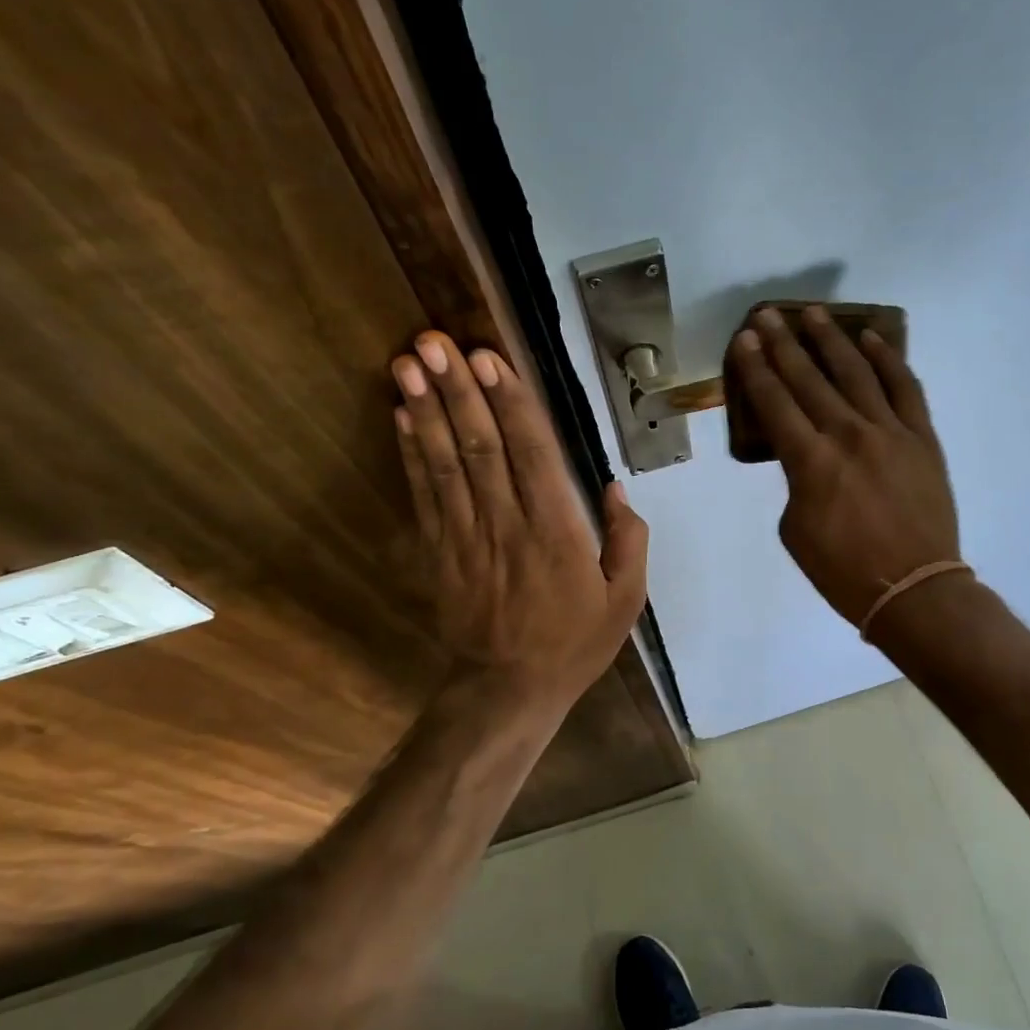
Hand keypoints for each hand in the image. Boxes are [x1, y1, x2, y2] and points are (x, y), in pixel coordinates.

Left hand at [392, 332, 647, 711]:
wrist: (509, 689)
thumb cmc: (574, 642)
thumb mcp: (625, 600)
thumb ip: (628, 541)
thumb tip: (613, 488)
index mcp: (556, 531)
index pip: (532, 454)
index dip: (509, 403)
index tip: (489, 359)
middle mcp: (507, 523)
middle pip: (480, 446)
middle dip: (458, 389)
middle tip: (434, 341)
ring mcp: (466, 536)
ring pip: (444, 462)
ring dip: (426, 409)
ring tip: (409, 363)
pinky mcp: (438, 552)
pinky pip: (423, 494)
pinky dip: (410, 453)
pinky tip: (401, 416)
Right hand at [728, 306, 961, 628]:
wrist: (913, 588)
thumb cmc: (843, 570)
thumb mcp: (796, 531)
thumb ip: (796, 484)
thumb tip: (807, 460)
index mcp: (809, 461)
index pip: (775, 402)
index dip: (756, 369)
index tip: (744, 340)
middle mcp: (847, 434)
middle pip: (809, 378)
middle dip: (784, 344)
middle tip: (767, 316)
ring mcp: (889, 431)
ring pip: (855, 372)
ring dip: (831, 339)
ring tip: (813, 313)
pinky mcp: (921, 437)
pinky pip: (904, 387)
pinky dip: (887, 360)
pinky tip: (870, 339)